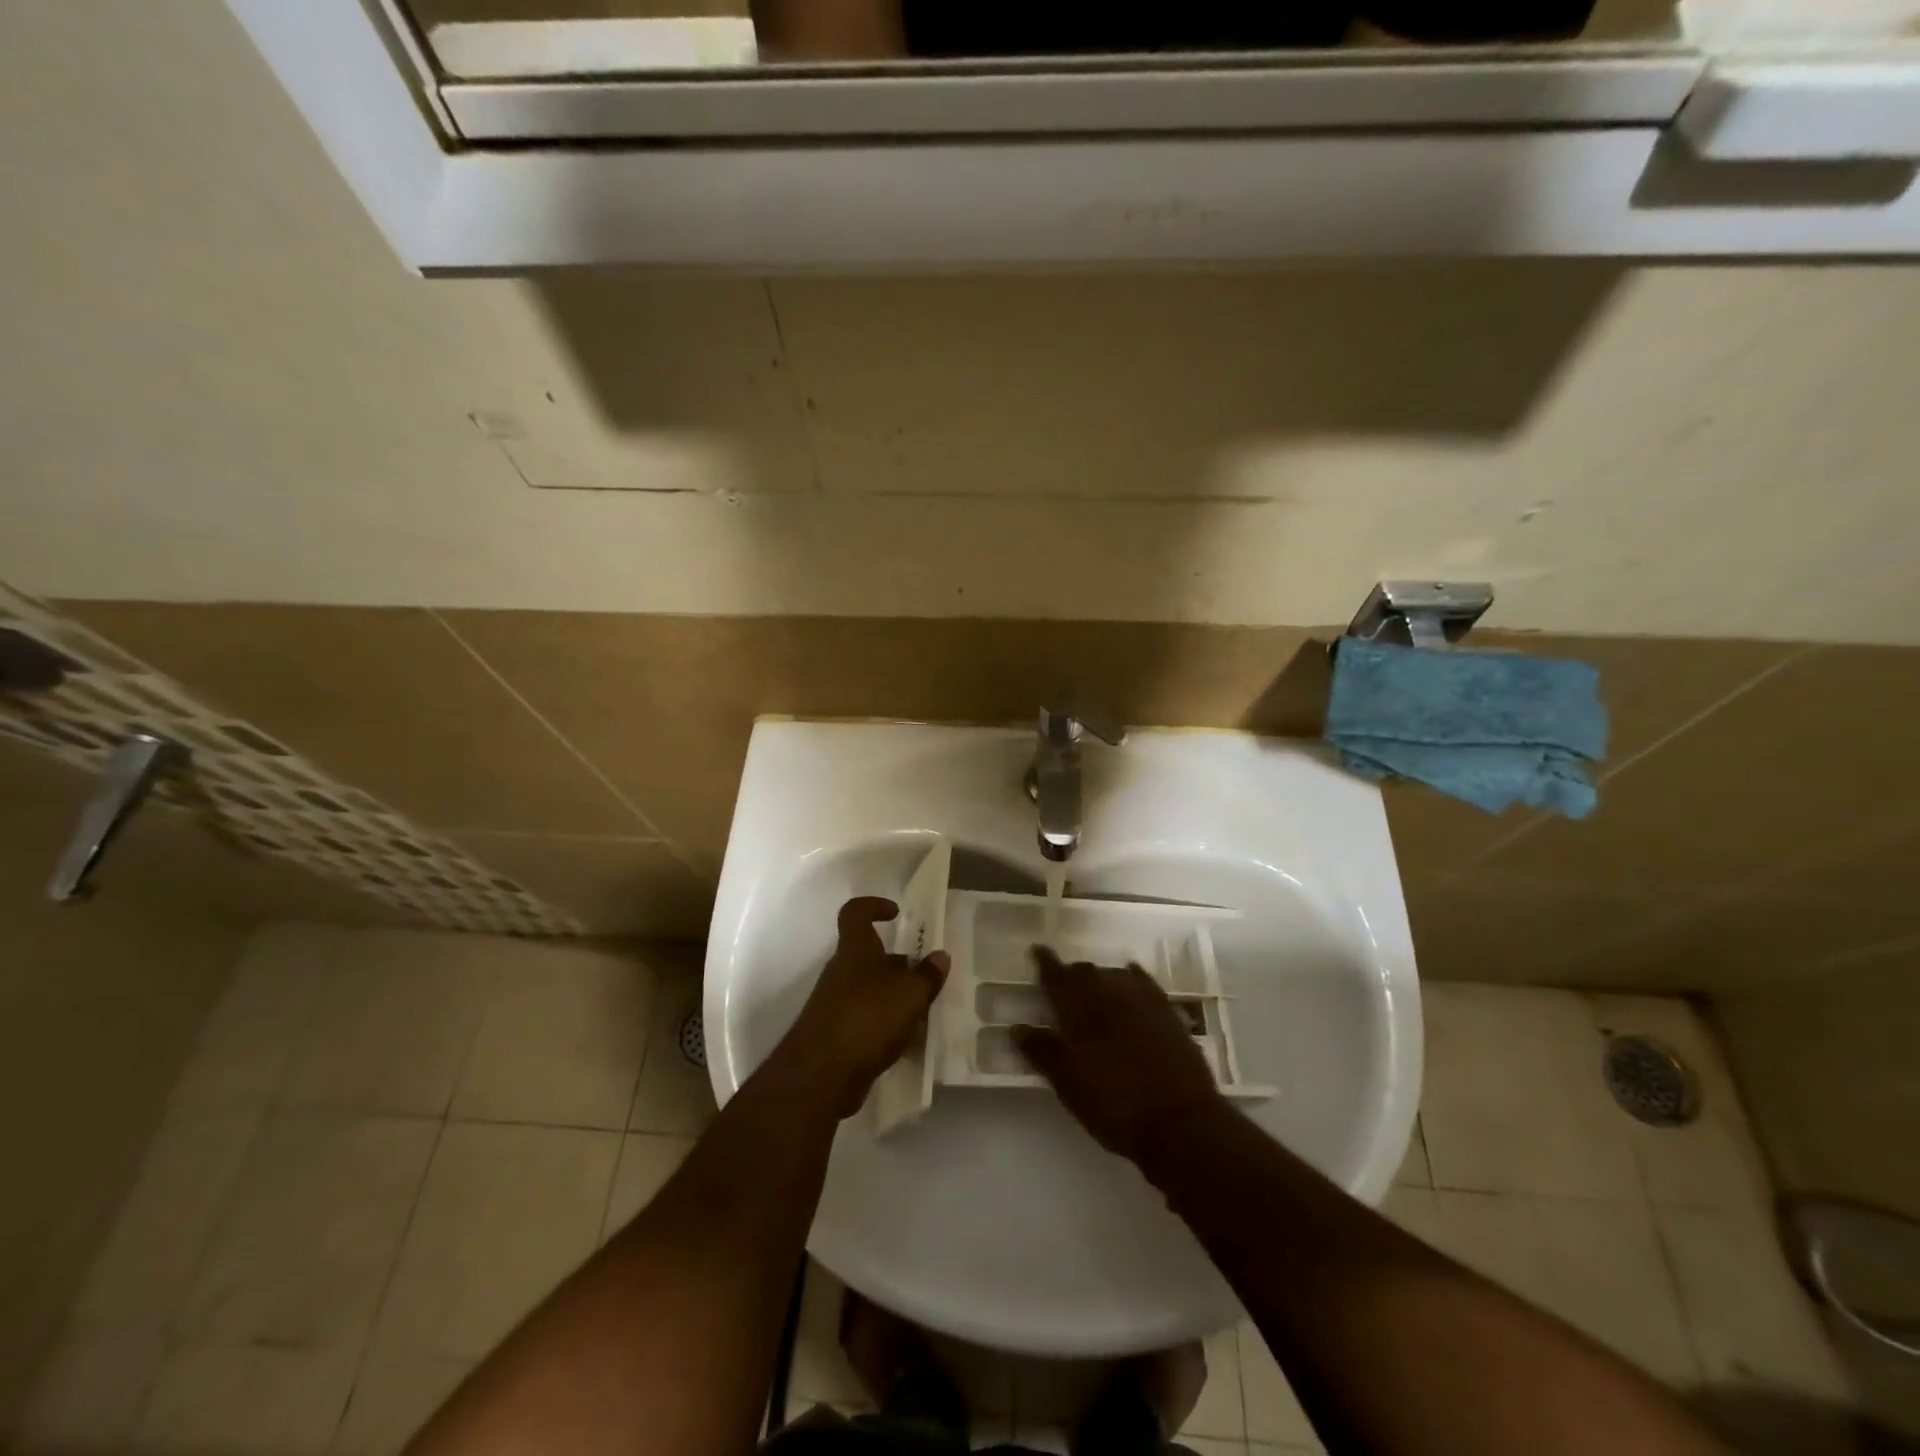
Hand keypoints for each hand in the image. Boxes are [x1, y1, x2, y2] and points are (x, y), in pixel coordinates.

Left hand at [775, 896, 948, 1117]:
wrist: (820, 1076)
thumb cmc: (867, 1019)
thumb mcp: (909, 995)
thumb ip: (927, 975)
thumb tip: (940, 956)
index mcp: (855, 950)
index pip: (855, 912)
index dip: (874, 905)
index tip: (896, 915)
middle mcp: (841, 972)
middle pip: (869, 955)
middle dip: (898, 963)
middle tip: (925, 976)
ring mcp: (835, 1003)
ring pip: (869, 988)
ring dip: (894, 996)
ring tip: (923, 1011)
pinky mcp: (835, 1034)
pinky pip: (865, 1018)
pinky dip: (885, 1024)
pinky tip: (906, 1041)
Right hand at [1014, 947, 1224, 1162]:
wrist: (1180, 1122)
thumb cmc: (1114, 1104)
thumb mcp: (1068, 1084)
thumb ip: (1041, 1051)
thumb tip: (1017, 1027)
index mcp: (1079, 1008)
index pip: (1056, 976)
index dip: (1045, 962)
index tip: (1036, 951)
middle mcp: (1109, 993)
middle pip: (1085, 972)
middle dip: (1071, 974)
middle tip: (1063, 984)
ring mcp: (1143, 1000)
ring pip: (1114, 975)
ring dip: (1100, 978)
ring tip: (1094, 991)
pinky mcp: (1168, 1012)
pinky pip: (1144, 983)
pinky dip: (1132, 978)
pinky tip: (1131, 979)